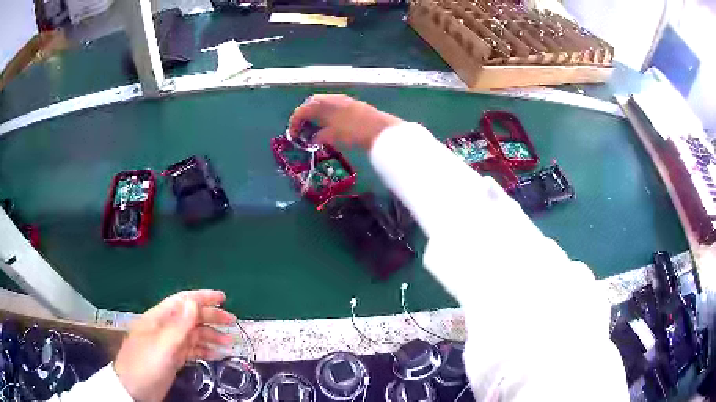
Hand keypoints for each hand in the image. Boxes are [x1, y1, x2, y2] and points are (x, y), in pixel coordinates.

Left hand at [114, 290, 235, 401]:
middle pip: (190, 317)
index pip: (182, 301)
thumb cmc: (145, 365)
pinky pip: (192, 350)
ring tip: (229, 343)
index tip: (223, 297)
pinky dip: (205, 350)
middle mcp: (165, 328)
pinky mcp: (172, 358)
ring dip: (211, 336)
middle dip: (211, 317)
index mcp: (159, 318)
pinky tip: (216, 355)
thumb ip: (179, 326)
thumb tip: (193, 302)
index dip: (202, 297)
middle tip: (232, 321)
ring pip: (193, 335)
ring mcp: (169, 344)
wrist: (134, 390)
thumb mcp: (163, 346)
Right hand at [288, 94, 403, 149]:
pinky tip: (330, 126)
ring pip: (323, 104)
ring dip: (316, 115)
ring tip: (314, 129)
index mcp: (323, 103)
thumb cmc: (354, 132)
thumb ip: (319, 137)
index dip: (294, 122)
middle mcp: (332, 98)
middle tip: (301, 129)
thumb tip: (313, 139)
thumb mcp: (332, 137)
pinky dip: (326, 115)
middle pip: (311, 103)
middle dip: (304, 115)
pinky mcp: (353, 105)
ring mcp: (343, 100)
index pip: (302, 110)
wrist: (381, 130)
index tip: (293, 134)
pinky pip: (333, 107)